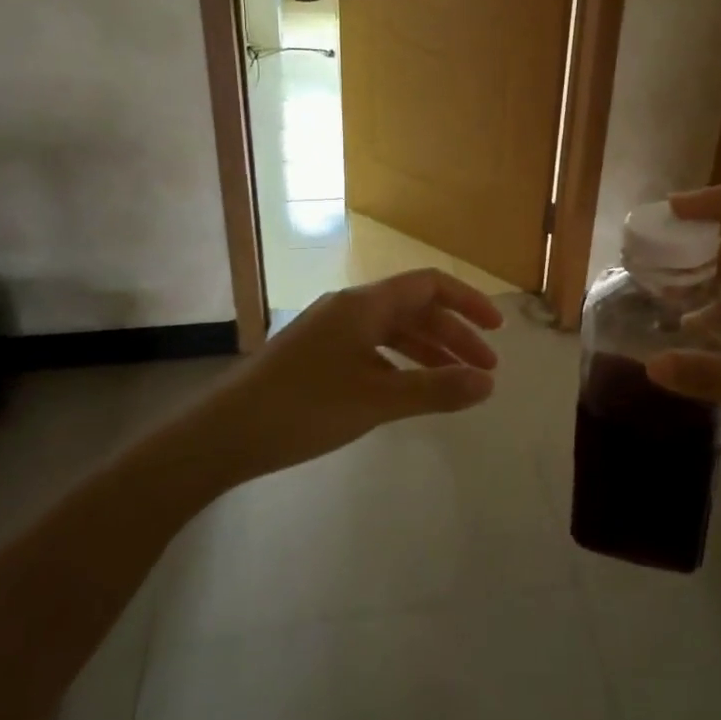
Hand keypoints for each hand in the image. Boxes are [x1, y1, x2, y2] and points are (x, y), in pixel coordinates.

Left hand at [203, 268, 504, 480]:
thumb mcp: (377, 399)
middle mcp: (349, 308)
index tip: (497, 331)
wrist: (223, 435)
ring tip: (456, 383)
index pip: (429, 285)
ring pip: (393, 331)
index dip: (468, 302)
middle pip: (414, 308)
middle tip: (484, 371)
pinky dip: (400, 364)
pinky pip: (372, 349)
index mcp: (364, 304)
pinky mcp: (317, 355)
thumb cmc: (304, 408)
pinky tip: (409, 390)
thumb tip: (488, 383)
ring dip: (428, 351)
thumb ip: (435, 389)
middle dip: (453, 335)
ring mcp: (330, 331)